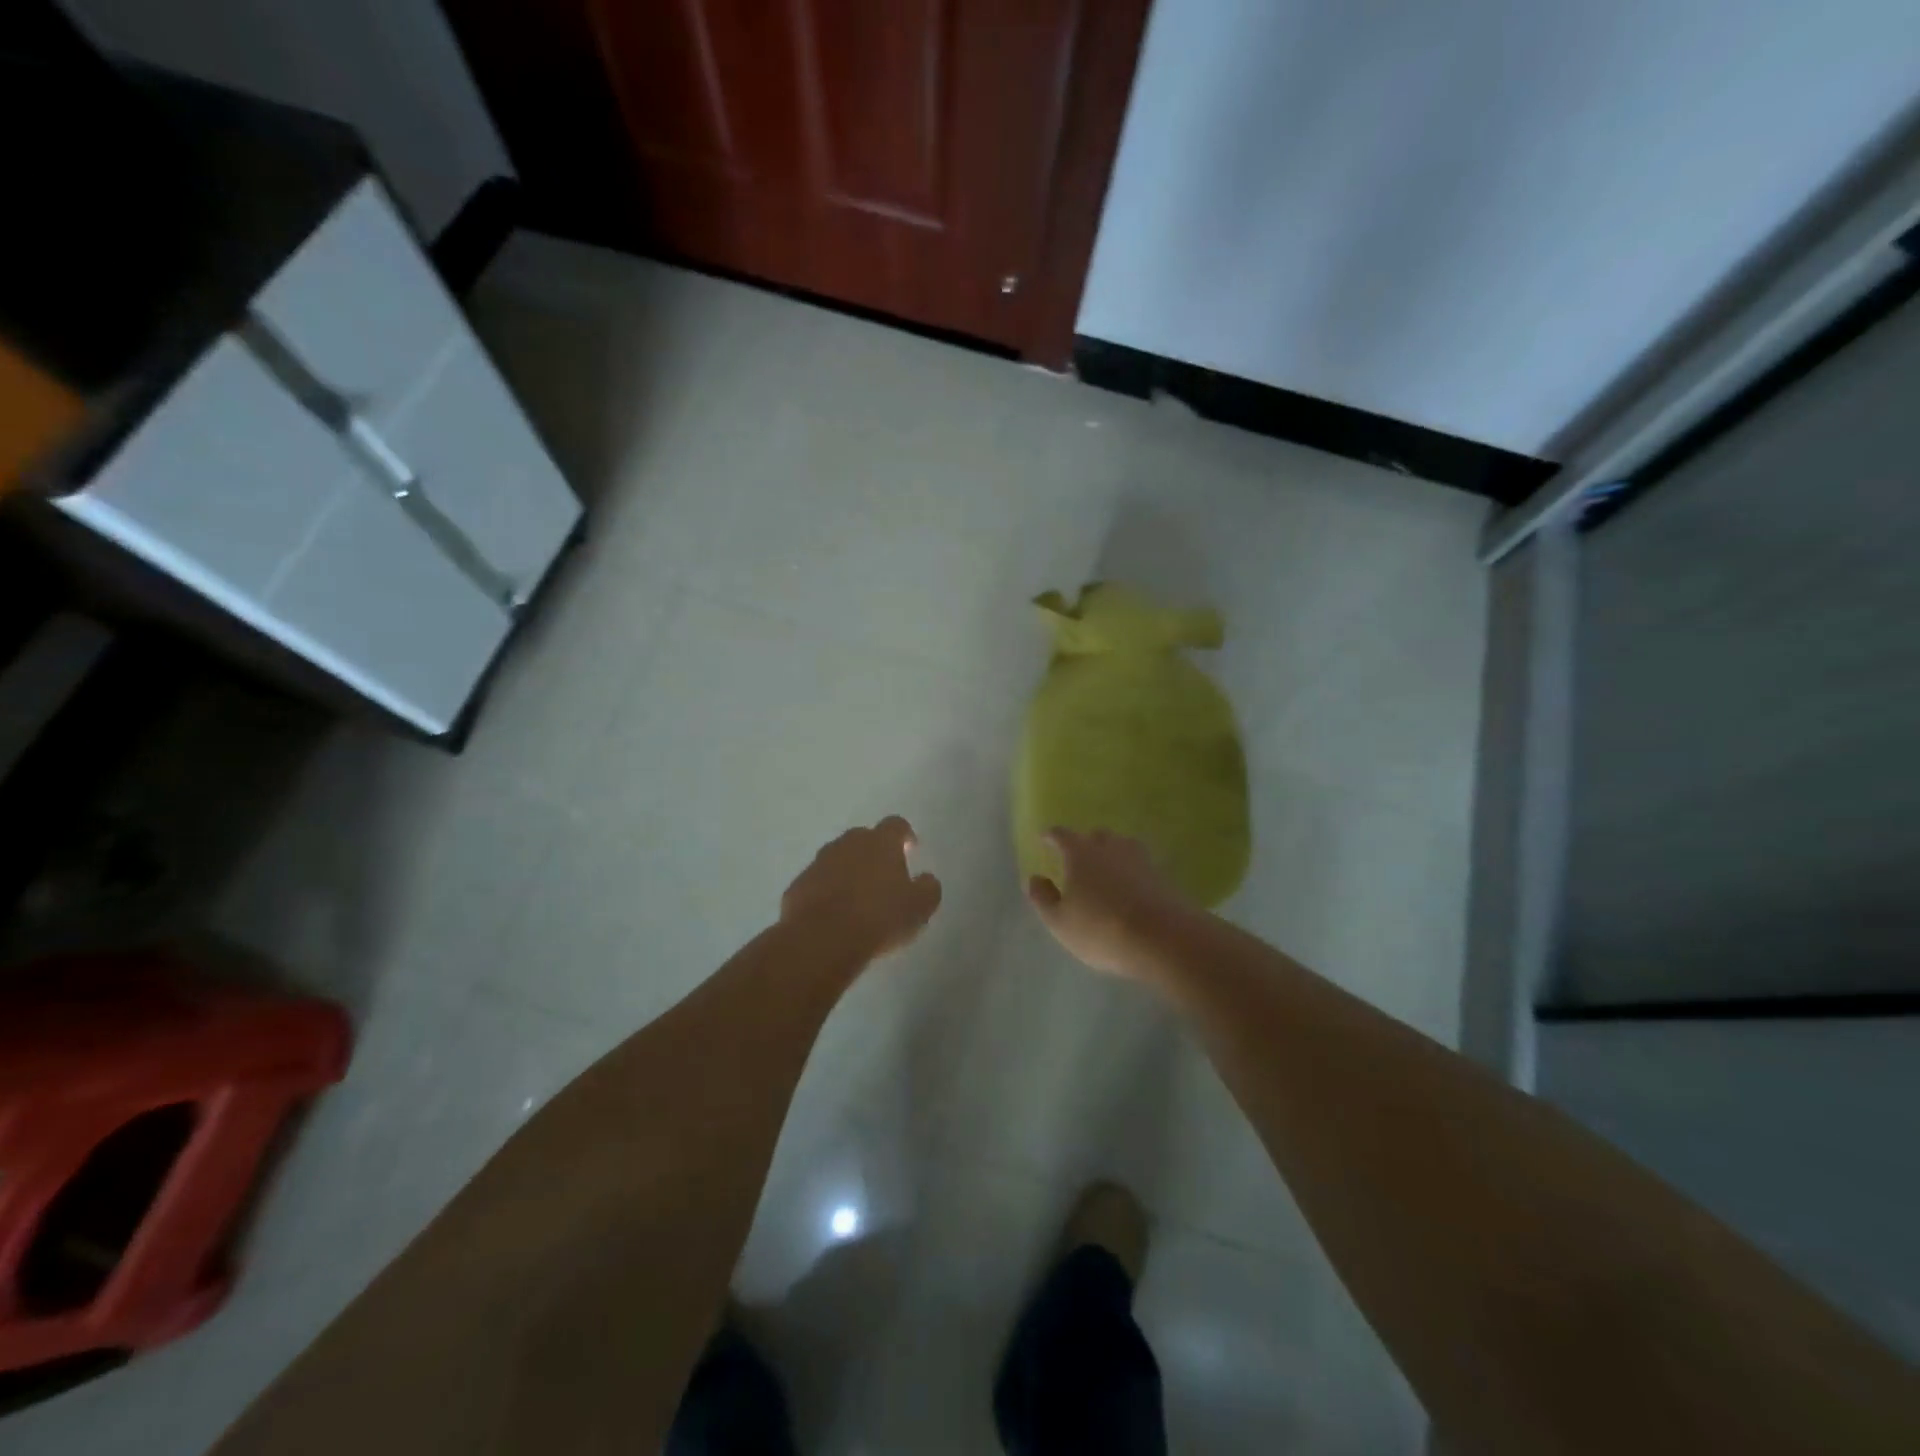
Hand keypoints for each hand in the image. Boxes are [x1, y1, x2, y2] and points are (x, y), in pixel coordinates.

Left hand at [781, 816, 942, 962]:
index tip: (910, 848)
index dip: (904, 835)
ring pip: (837, 858)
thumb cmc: (879, 918)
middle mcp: (848, 844)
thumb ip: (928, 888)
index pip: (896, 825)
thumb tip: (926, 879)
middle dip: (874, 852)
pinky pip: (817, 882)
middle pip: (863, 838)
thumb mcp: (919, 908)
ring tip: (857, 898)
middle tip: (883, 876)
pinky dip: (826, 891)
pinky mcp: (798, 885)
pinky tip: (833, 914)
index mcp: (880, 843)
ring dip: (848, 871)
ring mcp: (818, 863)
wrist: (822, 940)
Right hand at [1026, 828, 1198, 978]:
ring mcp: (1141, 860)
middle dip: (1085, 843)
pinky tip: (1131, 886)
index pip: (1062, 835)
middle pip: (1096, 836)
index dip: (1051, 836)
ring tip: (1107, 869)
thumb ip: (1043, 898)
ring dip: (1112, 853)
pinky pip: (1142, 866)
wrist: (1164, 939)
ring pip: (1123, 847)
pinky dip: (1133, 872)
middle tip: (1078, 857)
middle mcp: (1111, 848)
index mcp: (1081, 853)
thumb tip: (1034, 878)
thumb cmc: (1101, 929)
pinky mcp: (1163, 877)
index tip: (1044, 838)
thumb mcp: (1060, 921)